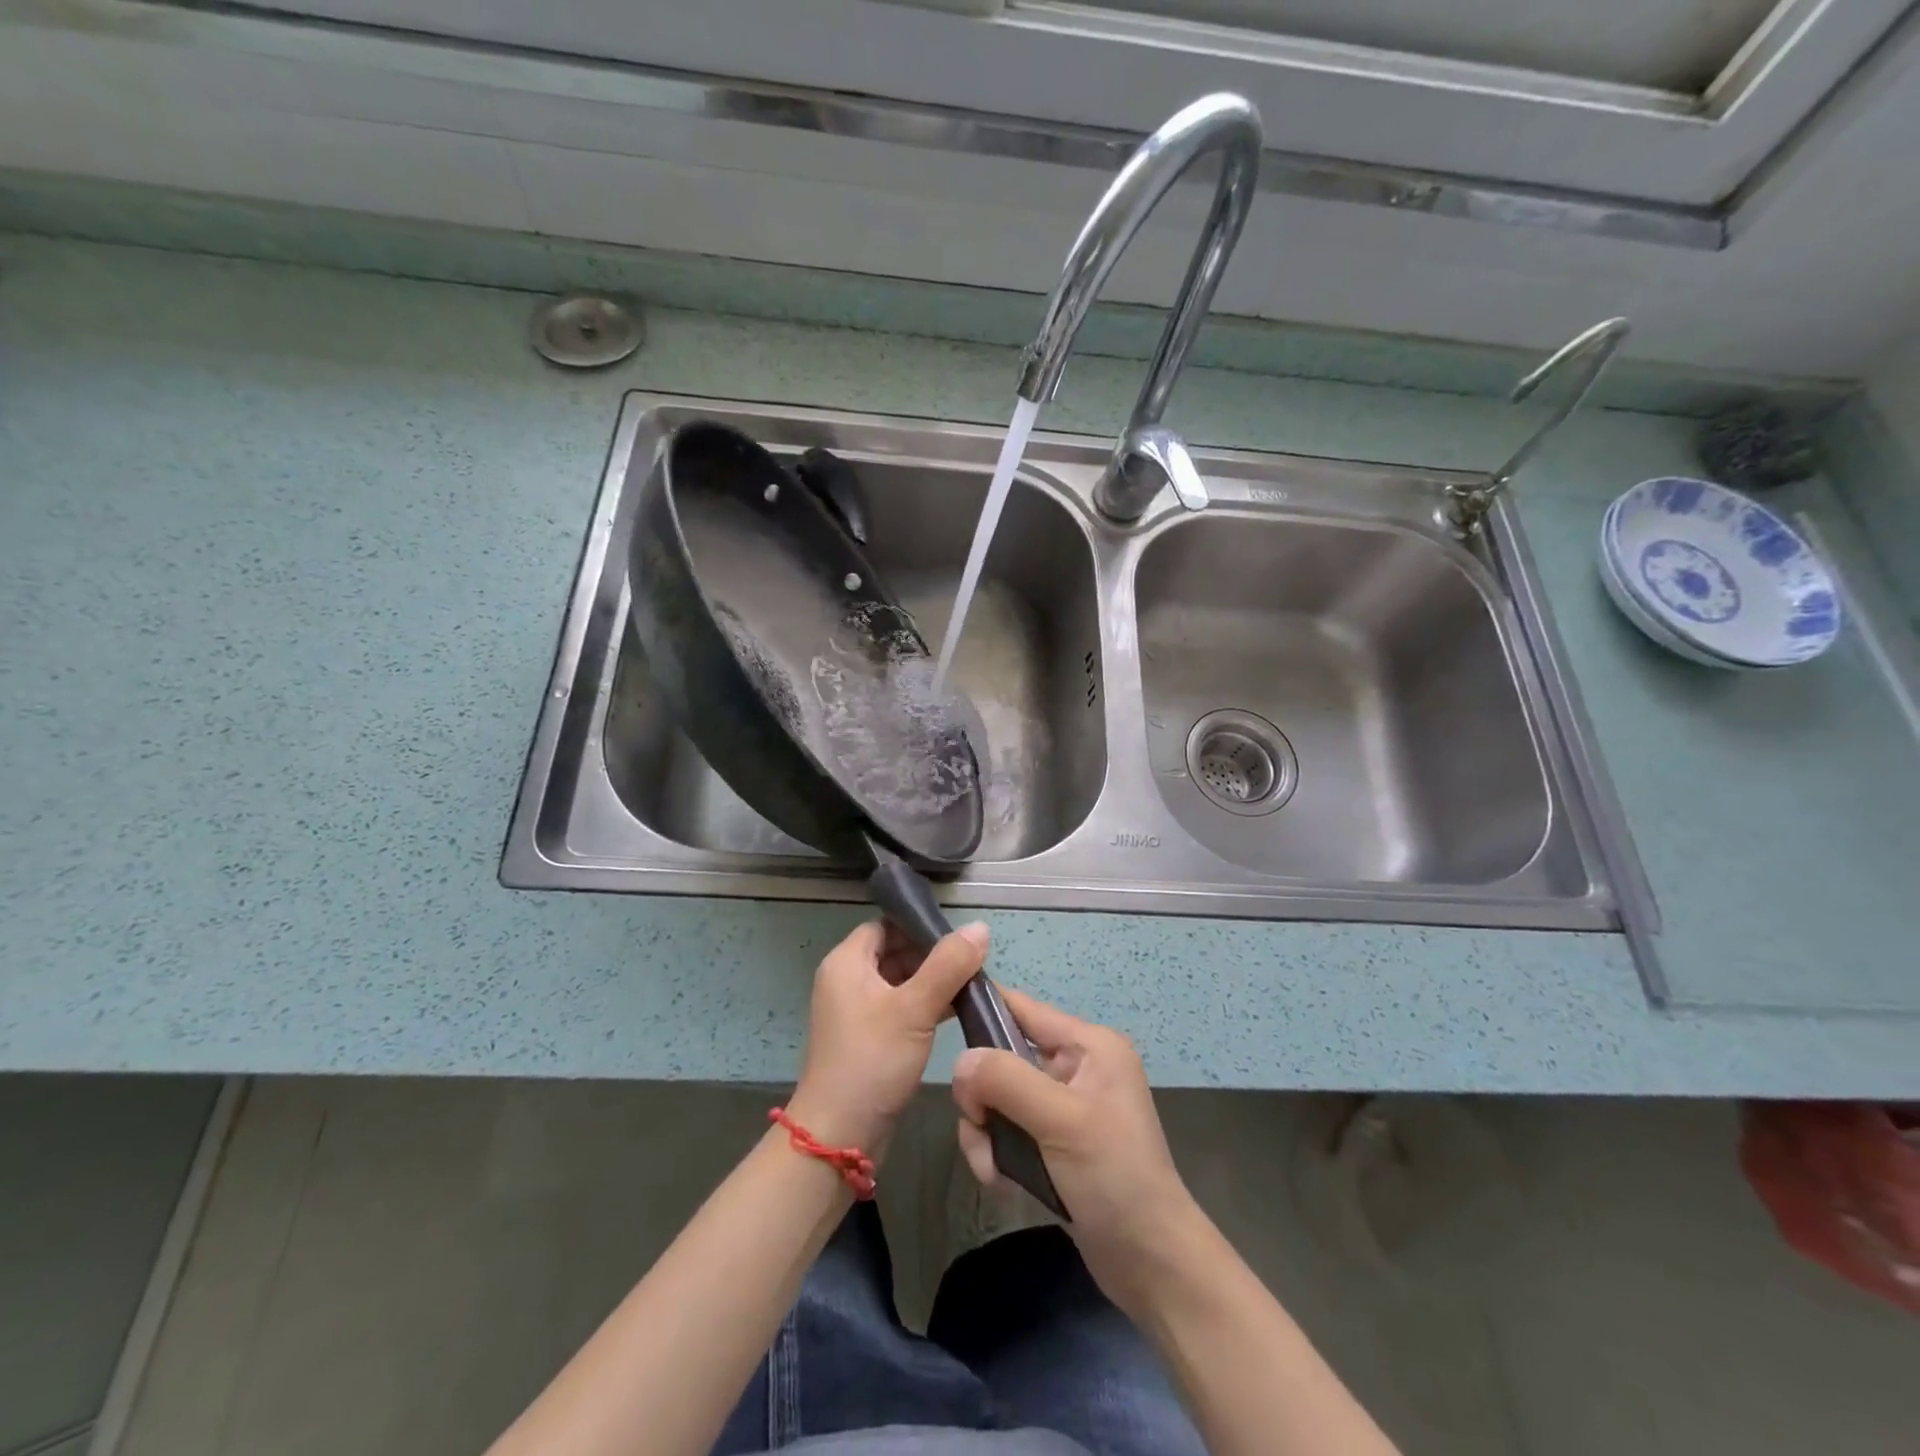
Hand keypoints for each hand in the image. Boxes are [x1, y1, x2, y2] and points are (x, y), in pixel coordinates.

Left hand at [788, 919, 988, 1156]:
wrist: (841, 1135)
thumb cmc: (872, 1060)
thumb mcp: (914, 1008)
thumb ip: (948, 965)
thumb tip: (980, 927)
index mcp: (846, 962)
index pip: (887, 925)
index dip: (921, 926)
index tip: (960, 936)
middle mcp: (847, 980)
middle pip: (895, 951)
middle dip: (933, 955)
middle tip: (974, 962)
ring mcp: (857, 1011)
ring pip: (901, 981)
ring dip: (934, 982)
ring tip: (974, 984)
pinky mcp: (869, 1037)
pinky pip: (900, 1007)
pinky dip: (926, 1005)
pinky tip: (959, 1011)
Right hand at [951, 988, 1203, 1318]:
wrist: (1151, 1264)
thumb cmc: (1114, 1178)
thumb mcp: (1061, 1121)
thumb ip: (1007, 1081)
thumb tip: (961, 1061)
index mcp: (1088, 1045)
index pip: (1022, 1008)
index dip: (982, 1010)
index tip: (941, 1028)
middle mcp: (1075, 1066)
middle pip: (1002, 1057)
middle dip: (982, 1095)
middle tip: (980, 1126)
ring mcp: (1063, 1106)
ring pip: (997, 1098)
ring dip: (986, 1132)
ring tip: (993, 1170)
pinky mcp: (1053, 1142)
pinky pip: (1007, 1129)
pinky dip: (996, 1152)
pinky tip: (1002, 1183)